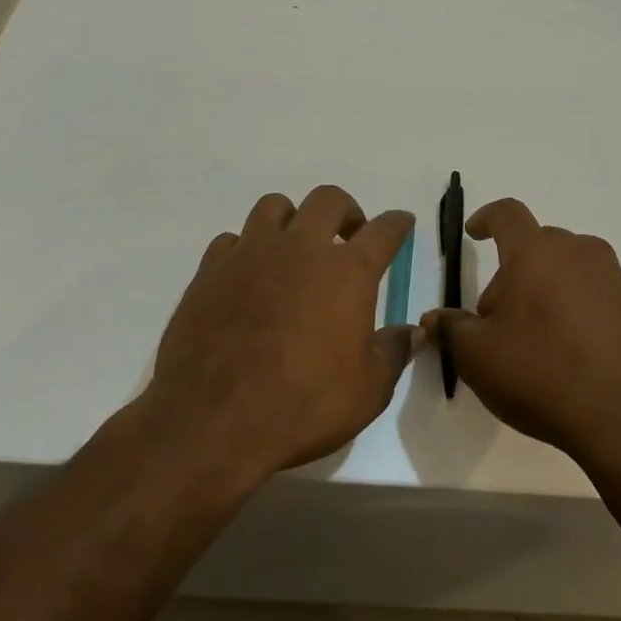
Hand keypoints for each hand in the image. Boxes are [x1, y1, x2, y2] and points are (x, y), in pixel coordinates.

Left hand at [143, 185, 416, 481]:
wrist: (213, 421)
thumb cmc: (303, 405)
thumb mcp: (368, 391)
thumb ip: (393, 352)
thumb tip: (410, 332)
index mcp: (347, 272)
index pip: (383, 230)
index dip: (397, 223)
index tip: (401, 222)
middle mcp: (300, 248)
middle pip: (328, 199)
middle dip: (346, 211)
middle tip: (348, 236)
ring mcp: (251, 254)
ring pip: (274, 206)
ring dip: (292, 220)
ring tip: (294, 249)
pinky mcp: (210, 270)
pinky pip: (232, 239)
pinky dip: (247, 249)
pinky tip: (248, 277)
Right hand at [423, 198, 620, 463]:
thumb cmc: (541, 374)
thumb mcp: (478, 357)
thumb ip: (451, 330)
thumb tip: (434, 319)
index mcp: (536, 253)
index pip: (507, 214)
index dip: (487, 218)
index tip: (475, 233)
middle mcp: (579, 253)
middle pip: (539, 244)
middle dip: (514, 269)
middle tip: (498, 315)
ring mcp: (613, 279)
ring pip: (570, 267)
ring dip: (547, 285)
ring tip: (536, 332)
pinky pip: (596, 292)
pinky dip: (577, 305)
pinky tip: (570, 348)